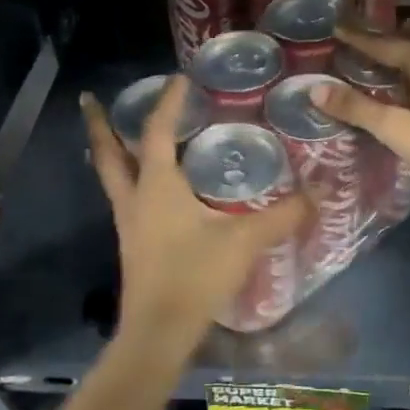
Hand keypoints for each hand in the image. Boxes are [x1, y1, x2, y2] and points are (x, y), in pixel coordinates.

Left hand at [80, 79, 310, 338]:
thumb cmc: (195, 276)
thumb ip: (283, 215)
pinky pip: (126, 199)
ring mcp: (129, 224)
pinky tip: (149, 188)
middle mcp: (135, 199)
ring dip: (110, 152)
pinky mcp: (134, 245)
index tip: (179, 78)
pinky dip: (129, 181)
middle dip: (98, 125)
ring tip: (116, 135)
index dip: (168, 102)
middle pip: (109, 153)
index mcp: (157, 186)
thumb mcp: (245, 241)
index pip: (158, 131)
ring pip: (112, 177)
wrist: (159, 332)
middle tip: (90, 100)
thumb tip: (319, 194)